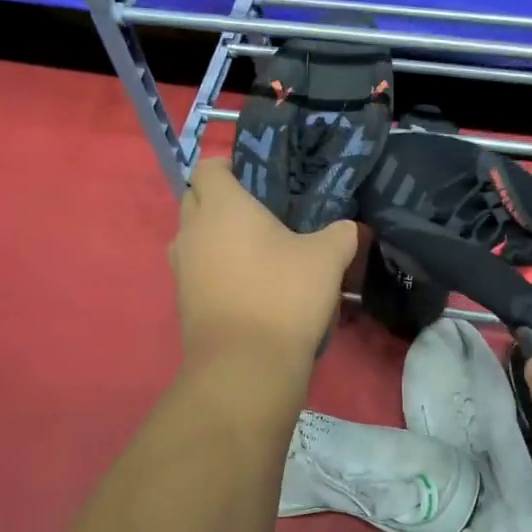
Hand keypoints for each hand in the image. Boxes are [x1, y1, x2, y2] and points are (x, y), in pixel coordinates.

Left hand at [169, 158, 357, 370]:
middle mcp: (191, 231)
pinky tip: (249, 285)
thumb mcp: (327, 259)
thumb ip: (340, 234)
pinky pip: (197, 269)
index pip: (209, 166)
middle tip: (262, 214)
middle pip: (195, 199)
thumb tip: (349, 228)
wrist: (245, 366)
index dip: (230, 166)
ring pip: (194, 237)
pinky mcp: (182, 301)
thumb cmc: (283, 296)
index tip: (259, 180)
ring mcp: (181, 268)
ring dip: (217, 237)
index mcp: (221, 206)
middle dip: (222, 200)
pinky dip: (215, 269)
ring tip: (256, 251)